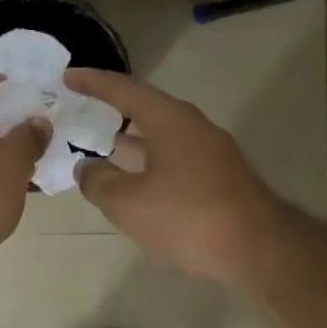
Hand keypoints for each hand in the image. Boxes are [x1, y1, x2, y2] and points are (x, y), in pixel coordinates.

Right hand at [64, 68, 284, 282]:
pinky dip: (145, 160)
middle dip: (111, 108)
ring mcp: (209, 153)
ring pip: (159, 135)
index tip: (67, 76)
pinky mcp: (217, 178)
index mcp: (169, 121)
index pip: (124, 90)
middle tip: (79, 108)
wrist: (259, 251)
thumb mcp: (127, 202)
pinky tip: (132, 179)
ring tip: (98, 143)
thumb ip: (98, 180)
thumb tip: (86, 167)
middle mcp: (192, 127)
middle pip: (145, 108)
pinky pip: (171, 157)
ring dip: (129, 138)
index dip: (93, 82)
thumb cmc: (188, 218)